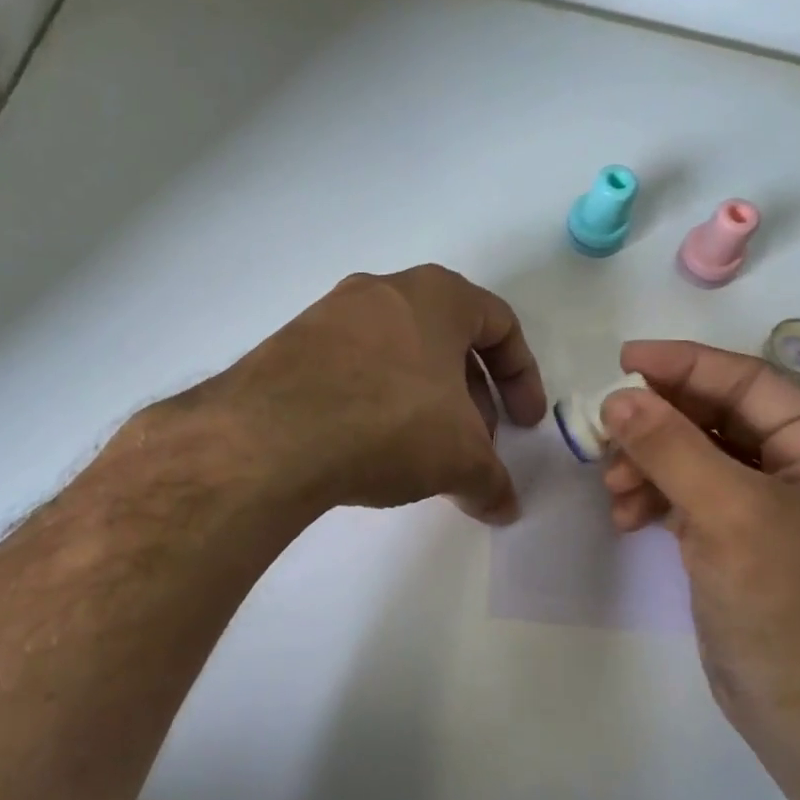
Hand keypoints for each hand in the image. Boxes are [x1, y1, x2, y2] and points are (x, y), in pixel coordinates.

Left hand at [215, 266, 547, 523]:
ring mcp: (330, 315)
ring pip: (398, 355)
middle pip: (447, 341)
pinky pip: (352, 370)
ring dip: (423, 401)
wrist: (272, 436)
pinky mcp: (290, 346)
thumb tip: (506, 508)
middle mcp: (383, 290)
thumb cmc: (390, 423)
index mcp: (436, 295)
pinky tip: (370, 448)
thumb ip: (492, 481)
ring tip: (424, 453)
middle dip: (471, 396)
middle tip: (476, 444)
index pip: (499, 325)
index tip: (526, 424)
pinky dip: (375, 403)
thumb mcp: (460, 458)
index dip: (522, 378)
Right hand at [598, 341, 799, 749]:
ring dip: (648, 464)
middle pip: (715, 417)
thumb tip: (617, 396)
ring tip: (614, 490)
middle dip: (657, 425)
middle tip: (604, 432)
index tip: (623, 359)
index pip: (748, 382)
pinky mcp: (735, 536)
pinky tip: (626, 517)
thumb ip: (670, 447)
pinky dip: (653, 497)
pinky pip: (686, 493)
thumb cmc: (784, 604)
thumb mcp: (727, 514)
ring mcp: (765, 503)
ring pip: (694, 455)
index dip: (684, 365)